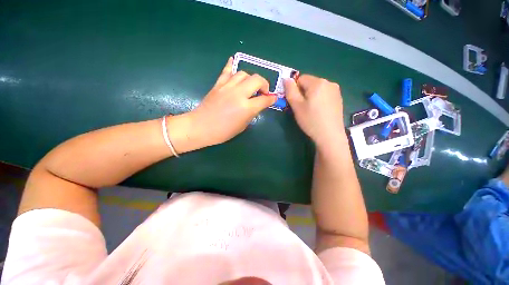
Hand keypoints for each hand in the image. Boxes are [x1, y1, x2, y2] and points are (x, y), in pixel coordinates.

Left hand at [186, 57, 276, 146]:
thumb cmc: (223, 131)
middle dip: (264, 84)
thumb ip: (252, 113)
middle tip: (263, 92)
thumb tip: (257, 105)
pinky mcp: (218, 84)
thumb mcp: (242, 126)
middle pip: (256, 80)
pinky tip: (233, 61)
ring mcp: (227, 87)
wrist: (201, 127)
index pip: (264, 99)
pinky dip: (231, 66)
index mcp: (246, 108)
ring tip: (250, 86)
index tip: (274, 98)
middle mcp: (238, 94)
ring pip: (243, 73)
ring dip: (250, 79)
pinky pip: (226, 71)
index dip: (271, 99)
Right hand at [284, 75, 344, 146]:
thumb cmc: (311, 120)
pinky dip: (319, 100)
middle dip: (303, 93)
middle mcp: (329, 82)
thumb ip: (290, 90)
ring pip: (317, 89)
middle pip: (309, 83)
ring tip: (311, 111)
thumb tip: (286, 78)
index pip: (300, 79)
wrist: (330, 135)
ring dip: (311, 96)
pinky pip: (324, 94)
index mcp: (318, 82)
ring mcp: (336, 91)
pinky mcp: (339, 99)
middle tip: (302, 108)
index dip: (295, 90)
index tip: (296, 103)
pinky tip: (319, 112)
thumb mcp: (296, 106)